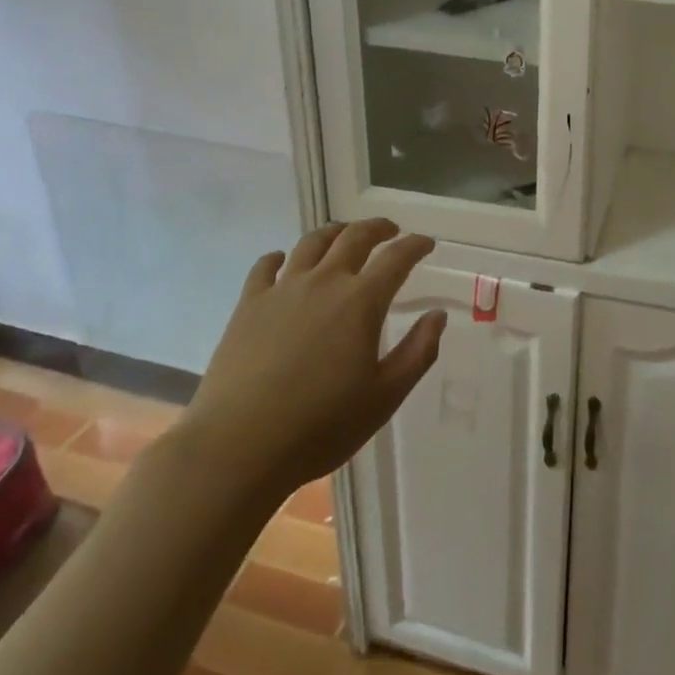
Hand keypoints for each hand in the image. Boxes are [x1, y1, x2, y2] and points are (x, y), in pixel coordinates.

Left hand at [172, 220, 444, 497]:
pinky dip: (280, 257)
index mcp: (362, 301)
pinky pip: (265, 266)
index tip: (426, 243)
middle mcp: (324, 282)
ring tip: (343, 235)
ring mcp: (282, 289)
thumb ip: (418, 352)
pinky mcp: (248, 305)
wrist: (238, 446)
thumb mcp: (385, 397)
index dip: (415, 246)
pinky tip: (283, 261)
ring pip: (312, 243)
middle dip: (377, 228)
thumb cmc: (321, 426)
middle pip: (354, 237)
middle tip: (390, 231)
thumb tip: (437, 315)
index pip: (397, 258)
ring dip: (334, 232)